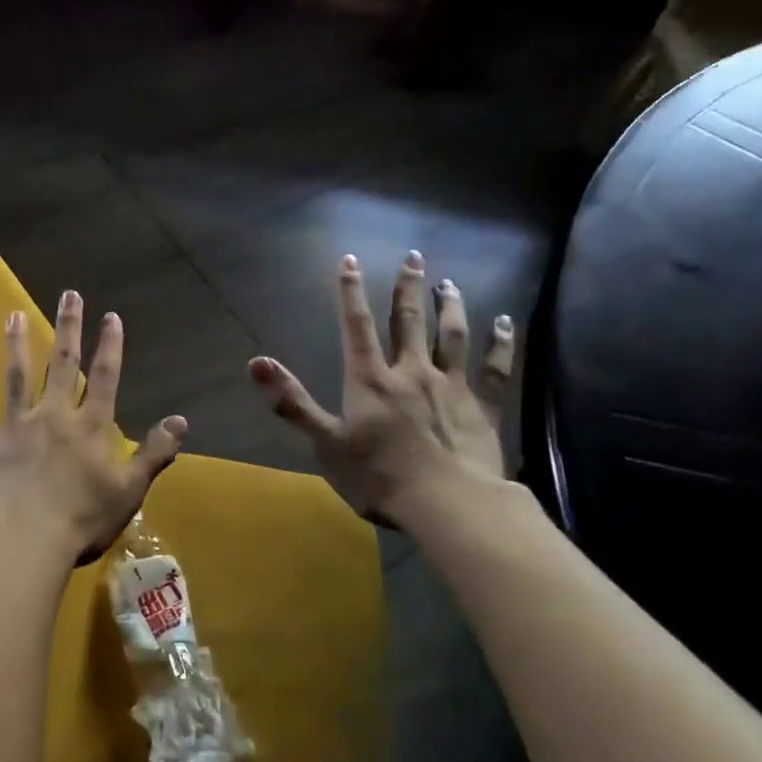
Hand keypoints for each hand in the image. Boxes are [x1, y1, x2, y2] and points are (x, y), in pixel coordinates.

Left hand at [0, 290, 187, 570]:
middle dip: (67, 327)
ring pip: (16, 376)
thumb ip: (154, 453)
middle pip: (61, 364)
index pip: (104, 377)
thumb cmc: (82, 520)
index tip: (110, 315)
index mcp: (89, 427)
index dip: (109, 345)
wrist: (24, 541)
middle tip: (69, 294)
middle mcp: (53, 415)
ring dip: (16, 343)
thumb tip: (182, 420)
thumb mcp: (130, 490)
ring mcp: (15, 426)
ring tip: (14, 314)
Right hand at [248, 252, 514, 530]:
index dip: (351, 292)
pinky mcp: (483, 408)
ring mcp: (451, 387)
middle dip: (408, 287)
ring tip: (449, 283)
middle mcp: (412, 372)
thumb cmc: (380, 477)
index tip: (350, 260)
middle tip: (414, 256)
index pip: (357, 326)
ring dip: (451, 306)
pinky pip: (494, 368)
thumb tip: (256, 362)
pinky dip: (500, 344)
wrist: (449, 505)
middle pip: (409, 321)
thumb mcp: (326, 443)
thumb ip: (292, 401)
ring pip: (451, 336)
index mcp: (371, 380)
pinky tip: (505, 324)